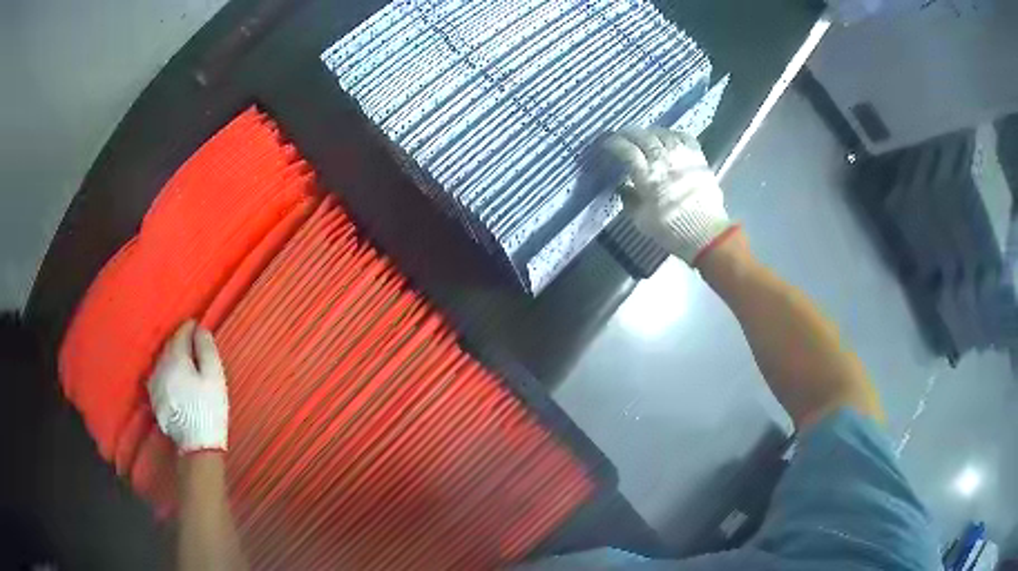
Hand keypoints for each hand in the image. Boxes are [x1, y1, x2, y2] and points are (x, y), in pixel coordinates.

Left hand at [148, 320, 228, 452]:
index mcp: (175, 358)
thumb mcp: (214, 378)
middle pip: (169, 345)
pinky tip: (176, 379)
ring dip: (172, 356)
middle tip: (194, 343)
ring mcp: (154, 382)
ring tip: (185, 361)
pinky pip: (159, 374)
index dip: (191, 327)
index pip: (181, 333)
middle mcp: (160, 366)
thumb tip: (200, 329)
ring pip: (162, 360)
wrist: (196, 446)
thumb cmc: (209, 409)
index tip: (199, 327)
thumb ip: (206, 350)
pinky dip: (167, 371)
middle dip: (180, 341)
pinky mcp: (154, 397)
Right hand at [604, 127, 736, 264]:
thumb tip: (622, 186)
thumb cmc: (670, 229)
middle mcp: (663, 159)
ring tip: (644, 137)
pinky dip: (673, 134)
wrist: (705, 234)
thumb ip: (629, 199)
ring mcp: (682, 156)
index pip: (626, 149)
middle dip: (628, 134)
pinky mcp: (698, 158)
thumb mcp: (640, 219)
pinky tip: (669, 139)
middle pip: (642, 136)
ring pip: (662, 133)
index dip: (614, 144)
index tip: (607, 145)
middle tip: (622, 137)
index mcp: (646, 174)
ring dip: (650, 133)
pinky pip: (684, 137)